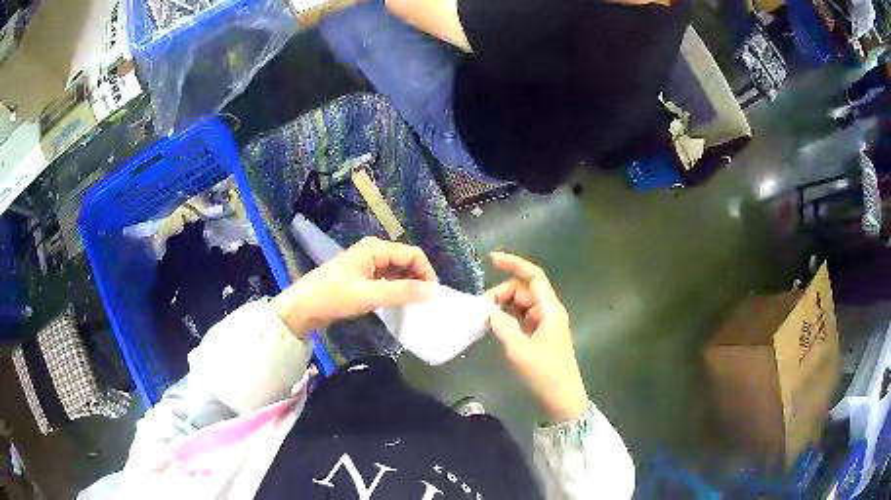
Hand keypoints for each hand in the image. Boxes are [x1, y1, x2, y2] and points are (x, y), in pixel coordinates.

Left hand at [271, 237, 436, 337]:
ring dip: (407, 285)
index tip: (432, 295)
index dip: (426, 272)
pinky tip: (398, 304)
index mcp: (376, 248)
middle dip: (418, 279)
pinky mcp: (361, 277)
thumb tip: (431, 291)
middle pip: (406, 261)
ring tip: (414, 305)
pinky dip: (395, 290)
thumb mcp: (370, 295)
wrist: (303, 307)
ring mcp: (367, 264)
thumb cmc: (334, 296)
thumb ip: (401, 292)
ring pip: (397, 271)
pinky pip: (386, 280)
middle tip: (425, 302)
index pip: (413, 254)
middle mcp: (374, 251)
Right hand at [486, 252, 588, 422]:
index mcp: (549, 309)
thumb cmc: (544, 373)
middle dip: (502, 293)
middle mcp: (548, 311)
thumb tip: (488, 310)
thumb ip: (502, 326)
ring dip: (503, 307)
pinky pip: (521, 319)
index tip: (491, 259)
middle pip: (523, 290)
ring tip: (485, 319)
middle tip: (482, 309)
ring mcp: (544, 324)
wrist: (561, 399)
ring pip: (521, 304)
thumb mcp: (519, 349)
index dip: (514, 264)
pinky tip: (494, 327)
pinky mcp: (539, 336)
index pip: (533, 276)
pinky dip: (507, 319)